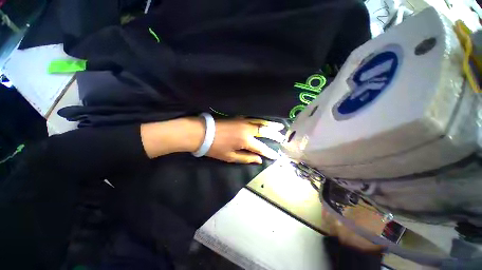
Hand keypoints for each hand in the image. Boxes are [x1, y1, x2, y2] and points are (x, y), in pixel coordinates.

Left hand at [206, 118, 283, 163]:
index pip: (261, 147)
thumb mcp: (230, 157)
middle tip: (282, 136)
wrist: (202, 133)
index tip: (276, 155)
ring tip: (279, 126)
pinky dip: (261, 119)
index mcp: (246, 141)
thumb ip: (246, 158)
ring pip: (260, 122)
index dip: (269, 152)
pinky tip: (264, 120)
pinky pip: (253, 118)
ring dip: (270, 124)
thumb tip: (259, 160)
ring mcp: (243, 121)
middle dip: (274, 134)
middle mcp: (248, 129)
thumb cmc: (215, 147)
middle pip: (264, 131)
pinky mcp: (238, 117)